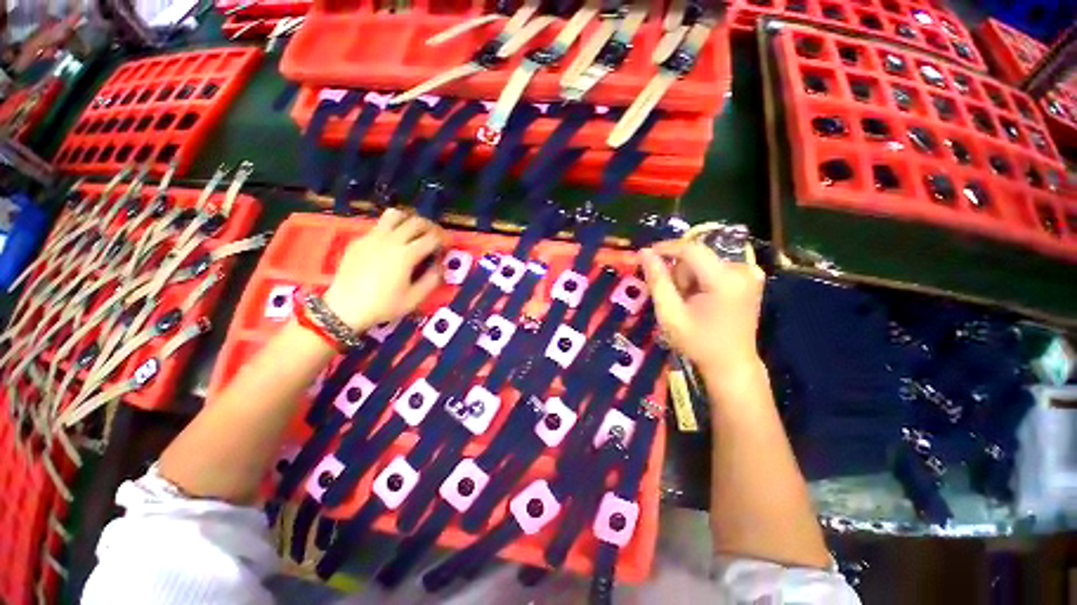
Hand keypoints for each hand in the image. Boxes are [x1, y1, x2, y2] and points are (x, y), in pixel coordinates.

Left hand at [323, 209, 443, 330]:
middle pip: (416, 221)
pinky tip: (393, 244)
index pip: (432, 237)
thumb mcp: (415, 298)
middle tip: (436, 237)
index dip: (444, 239)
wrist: (344, 308)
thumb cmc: (383, 305)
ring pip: (395, 215)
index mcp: (406, 255)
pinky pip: (379, 225)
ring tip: (414, 232)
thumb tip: (441, 265)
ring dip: (409, 220)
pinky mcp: (359, 240)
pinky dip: (392, 228)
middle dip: (431, 227)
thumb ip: (432, 279)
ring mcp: (372, 237)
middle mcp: (390, 240)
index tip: (449, 245)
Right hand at [639, 239, 764, 375]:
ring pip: (703, 262)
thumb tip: (644, 252)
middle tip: (675, 299)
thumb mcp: (670, 315)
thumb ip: (657, 281)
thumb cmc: (698, 344)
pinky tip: (700, 300)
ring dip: (688, 278)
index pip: (690, 249)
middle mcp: (743, 269)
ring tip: (688, 303)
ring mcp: (749, 273)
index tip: (644, 256)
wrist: (732, 364)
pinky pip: (713, 268)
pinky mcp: (749, 277)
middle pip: (696, 257)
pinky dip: (700, 280)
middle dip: (679, 274)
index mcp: (726, 279)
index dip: (665, 249)